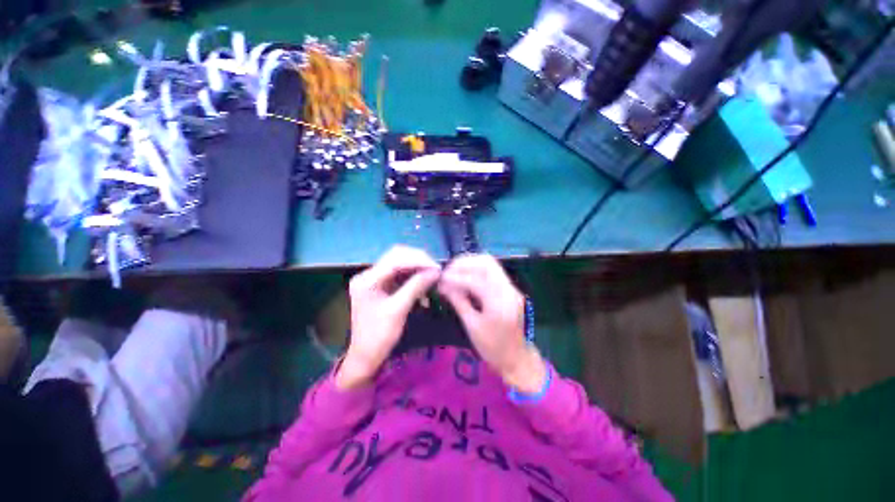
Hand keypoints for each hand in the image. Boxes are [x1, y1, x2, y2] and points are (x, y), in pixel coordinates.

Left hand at [336, 245, 440, 389]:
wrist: (365, 357)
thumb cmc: (379, 336)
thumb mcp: (399, 310)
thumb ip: (416, 287)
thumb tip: (436, 271)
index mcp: (367, 280)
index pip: (395, 259)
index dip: (418, 260)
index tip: (436, 268)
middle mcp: (368, 275)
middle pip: (397, 256)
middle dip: (418, 261)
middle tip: (435, 270)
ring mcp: (374, 279)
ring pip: (400, 264)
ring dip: (417, 269)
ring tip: (432, 277)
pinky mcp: (381, 286)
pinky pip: (400, 275)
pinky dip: (413, 279)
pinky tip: (424, 288)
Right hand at [437, 254, 546, 392]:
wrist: (516, 357)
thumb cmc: (492, 347)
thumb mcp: (472, 326)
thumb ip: (459, 301)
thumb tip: (443, 285)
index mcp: (499, 303)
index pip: (476, 280)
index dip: (456, 277)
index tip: (441, 279)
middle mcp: (508, 289)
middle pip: (487, 263)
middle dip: (464, 263)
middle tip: (448, 270)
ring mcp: (511, 287)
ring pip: (490, 264)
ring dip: (471, 264)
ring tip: (454, 271)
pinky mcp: (509, 288)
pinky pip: (492, 271)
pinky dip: (477, 269)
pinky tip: (465, 276)